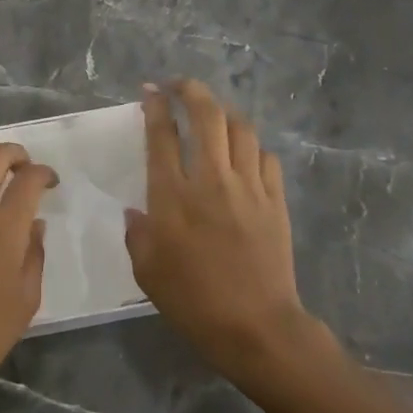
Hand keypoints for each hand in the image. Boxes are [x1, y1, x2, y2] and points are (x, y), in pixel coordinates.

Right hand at [125, 80, 325, 377]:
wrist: (256, 328)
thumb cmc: (193, 300)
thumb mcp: (147, 270)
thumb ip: (137, 232)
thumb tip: (136, 210)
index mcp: (173, 195)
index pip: (162, 135)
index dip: (155, 106)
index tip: (150, 91)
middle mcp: (211, 179)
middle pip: (206, 115)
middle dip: (191, 90)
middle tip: (179, 85)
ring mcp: (248, 186)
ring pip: (241, 128)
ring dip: (224, 112)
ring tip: (213, 113)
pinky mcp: (275, 200)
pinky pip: (266, 157)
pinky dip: (252, 147)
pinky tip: (245, 154)